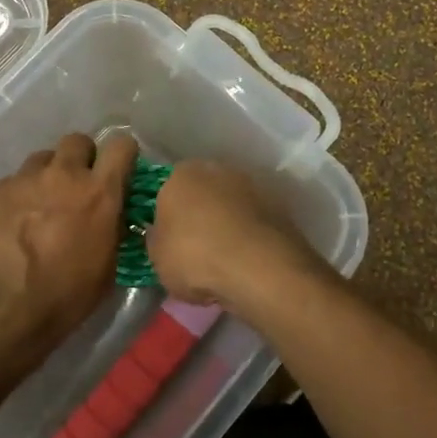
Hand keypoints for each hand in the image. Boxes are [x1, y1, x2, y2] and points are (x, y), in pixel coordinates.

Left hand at [0, 133, 138, 366]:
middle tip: (76, 186)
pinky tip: (10, 226)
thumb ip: (113, 228)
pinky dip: (16, 198)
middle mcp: (63, 175)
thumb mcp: (107, 267)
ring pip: (41, 160)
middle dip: (80, 158)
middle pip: (77, 141)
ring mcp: (23, 179)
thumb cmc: (64, 296)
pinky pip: (11, 183)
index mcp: (99, 192)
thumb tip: (113, 214)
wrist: (0, 309)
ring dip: (46, 177)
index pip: (121, 145)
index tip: (118, 170)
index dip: (122, 154)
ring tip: (39, 207)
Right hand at [144, 159, 322, 307]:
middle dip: (200, 214)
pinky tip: (247, 260)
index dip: (168, 215)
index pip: (167, 189)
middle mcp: (217, 169)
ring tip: (225, 258)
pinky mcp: (279, 205)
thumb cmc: (195, 257)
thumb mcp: (157, 257)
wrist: (258, 268)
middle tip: (197, 248)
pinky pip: (253, 221)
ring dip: (228, 223)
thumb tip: (161, 234)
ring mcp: (252, 185)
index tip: (170, 239)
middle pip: (203, 192)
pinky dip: (250, 235)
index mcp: (181, 174)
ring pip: (231, 204)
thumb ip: (157, 239)